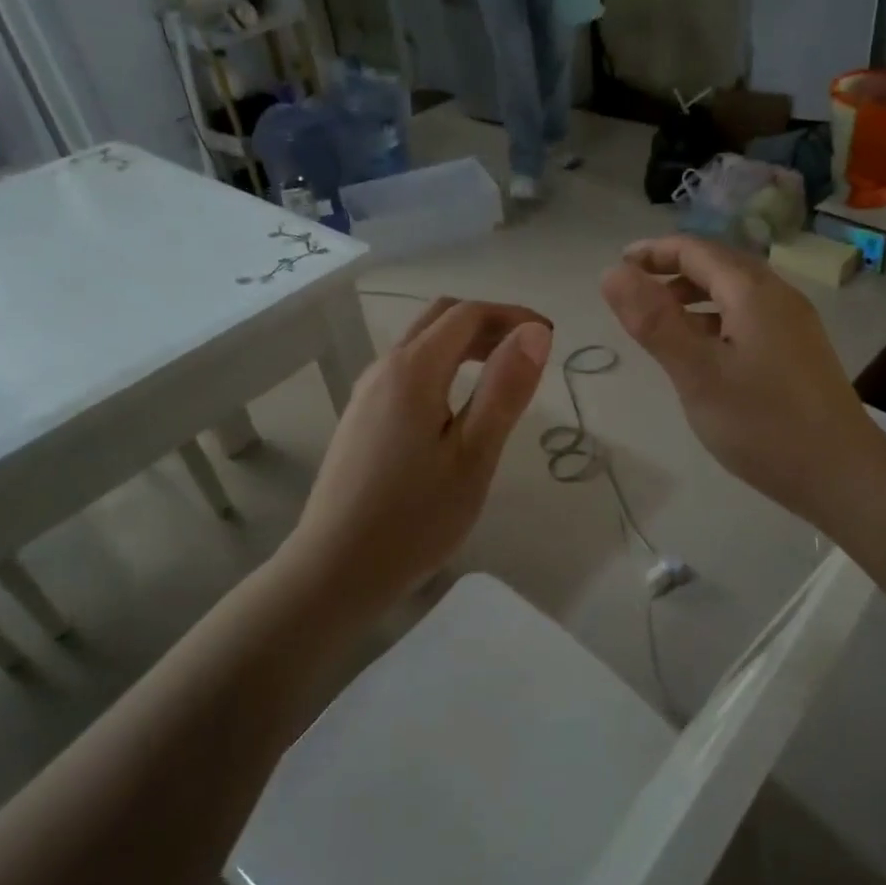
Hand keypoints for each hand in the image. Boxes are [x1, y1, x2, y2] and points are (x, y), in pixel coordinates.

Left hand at [287, 298, 552, 599]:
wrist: (336, 570)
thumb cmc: (415, 517)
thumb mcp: (474, 455)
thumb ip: (505, 389)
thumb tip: (535, 332)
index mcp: (414, 370)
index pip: (468, 314)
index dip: (513, 316)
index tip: (549, 337)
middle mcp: (384, 369)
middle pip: (440, 319)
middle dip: (489, 322)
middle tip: (529, 350)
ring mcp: (367, 393)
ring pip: (421, 344)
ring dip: (465, 343)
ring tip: (503, 373)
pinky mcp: (361, 418)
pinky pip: (407, 371)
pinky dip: (444, 366)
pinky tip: (460, 405)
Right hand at [601, 237, 885, 527]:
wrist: (842, 475)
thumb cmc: (763, 424)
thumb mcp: (697, 374)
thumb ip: (654, 322)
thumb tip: (611, 272)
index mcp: (753, 292)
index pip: (696, 250)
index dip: (653, 252)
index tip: (617, 267)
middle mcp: (778, 296)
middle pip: (719, 266)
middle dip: (673, 271)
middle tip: (633, 293)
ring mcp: (794, 325)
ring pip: (735, 293)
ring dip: (694, 296)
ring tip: (660, 321)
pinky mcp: (799, 352)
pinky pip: (749, 318)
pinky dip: (715, 321)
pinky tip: (703, 351)